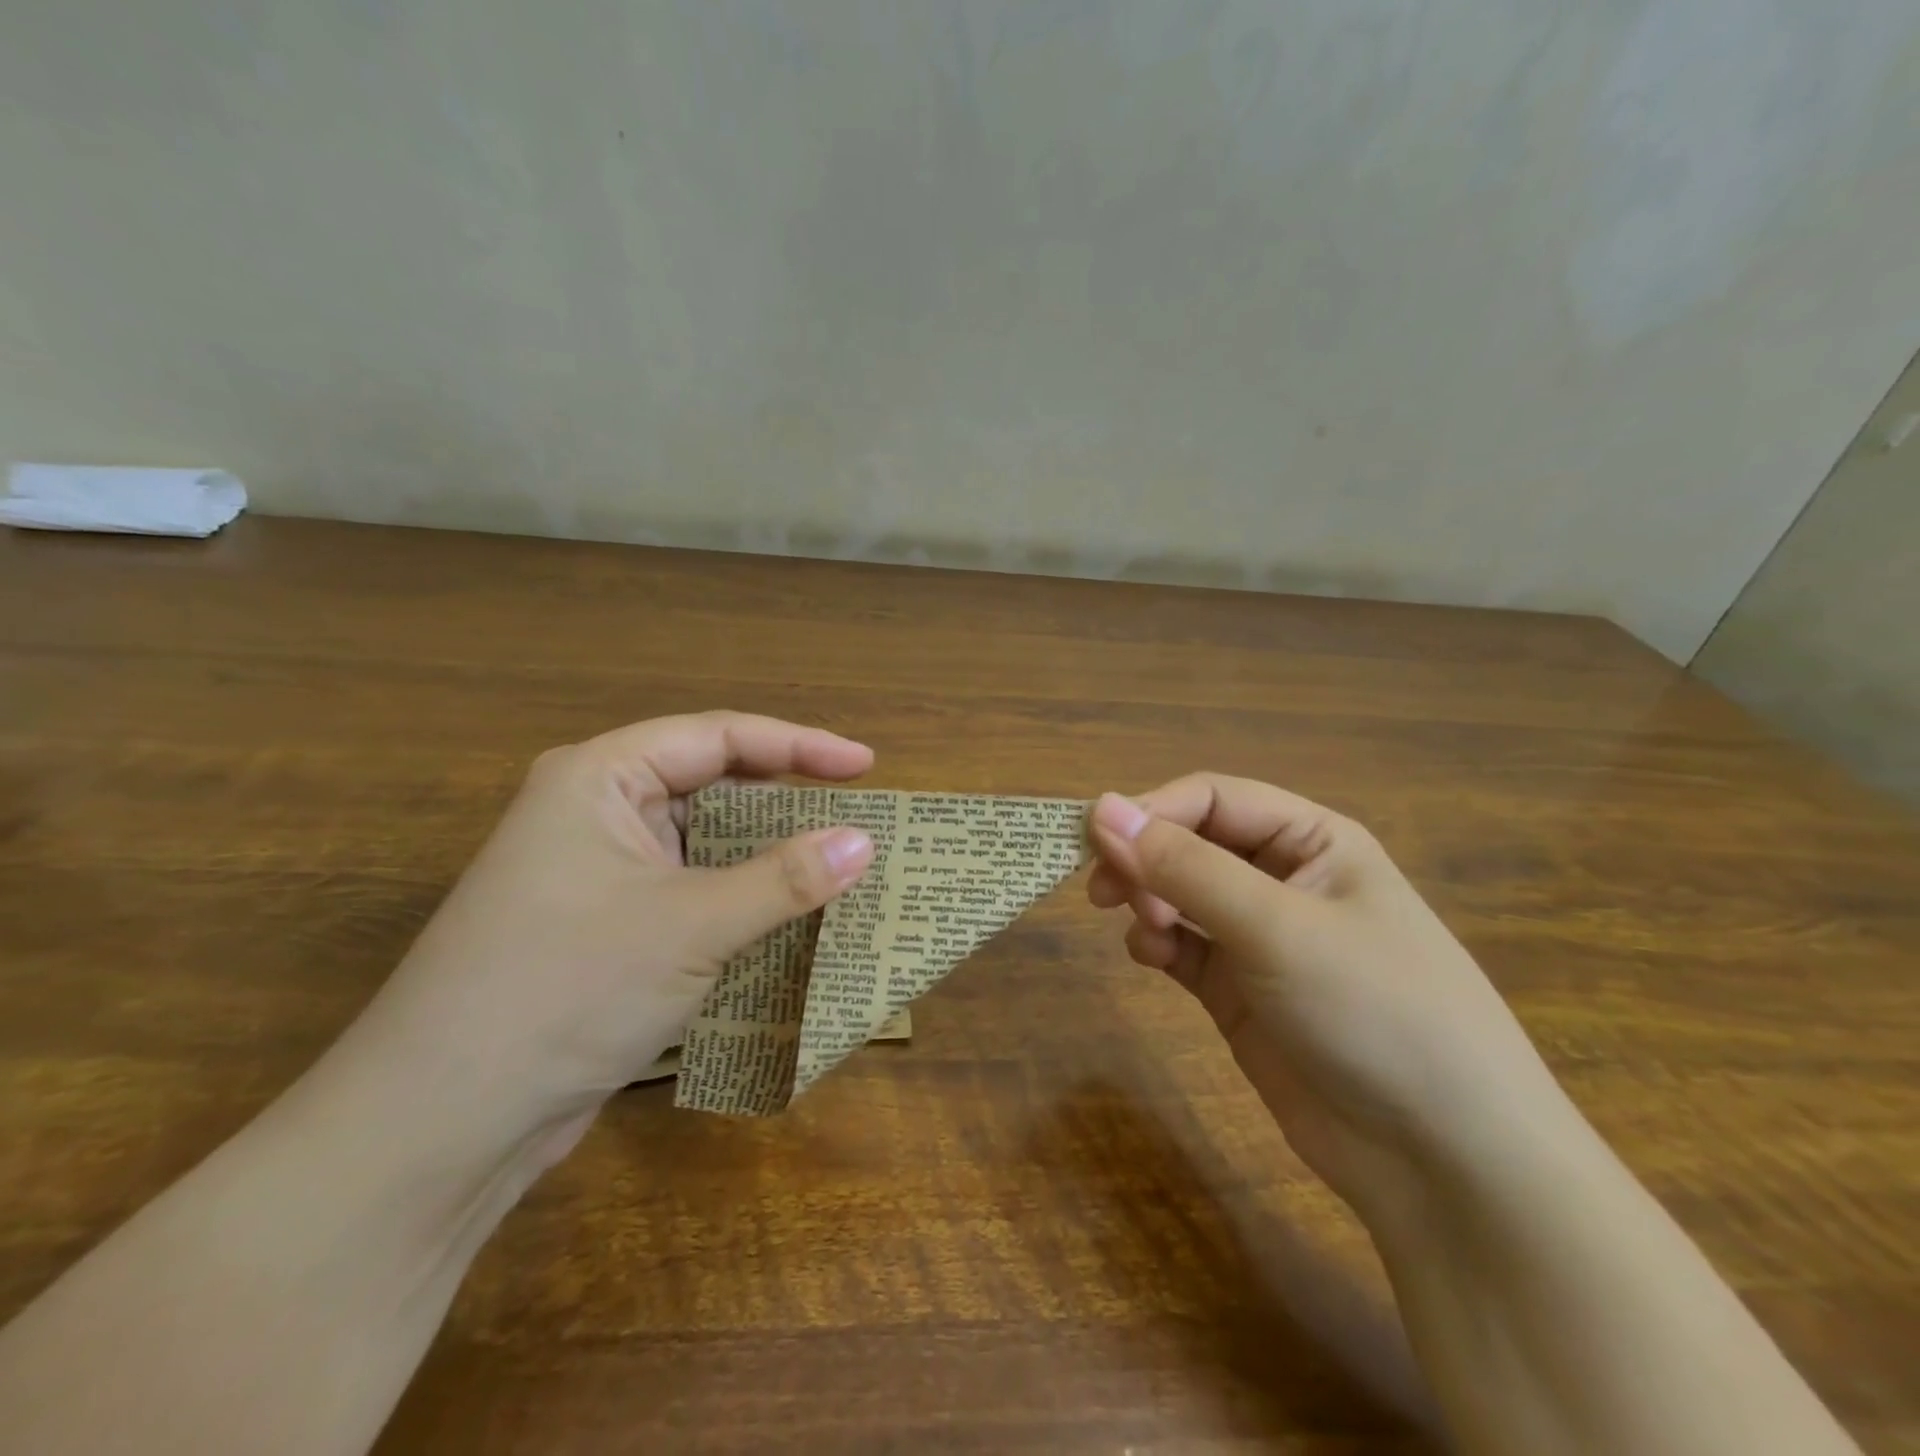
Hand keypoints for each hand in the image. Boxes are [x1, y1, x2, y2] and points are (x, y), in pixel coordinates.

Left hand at [338, 712, 876, 1162]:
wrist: (441, 1126)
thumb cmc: (566, 990)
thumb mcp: (691, 926)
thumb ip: (784, 878)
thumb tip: (865, 842)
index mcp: (601, 777)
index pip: (719, 737)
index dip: (800, 746)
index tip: (866, 766)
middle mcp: (596, 811)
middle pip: (711, 782)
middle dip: (786, 798)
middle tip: (857, 813)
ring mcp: (597, 870)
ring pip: (703, 840)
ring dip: (767, 851)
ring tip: (836, 860)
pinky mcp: (605, 925)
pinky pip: (691, 887)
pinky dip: (741, 894)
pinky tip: (786, 912)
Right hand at [1087, 775, 1570, 1223]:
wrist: (1444, 1161)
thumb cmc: (1373, 1010)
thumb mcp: (1276, 927)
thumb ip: (1184, 866)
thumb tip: (1101, 808)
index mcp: (1312, 840)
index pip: (1212, 798)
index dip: (1152, 811)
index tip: (1096, 841)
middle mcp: (1284, 878)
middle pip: (1190, 842)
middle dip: (1145, 859)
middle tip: (1104, 892)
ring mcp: (1260, 937)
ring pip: (1179, 893)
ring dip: (1147, 900)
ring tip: (1144, 931)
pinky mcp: (1240, 990)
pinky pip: (1182, 946)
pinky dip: (1156, 944)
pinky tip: (1150, 958)